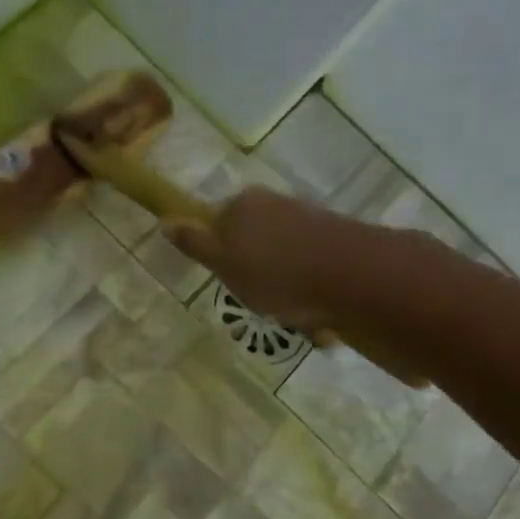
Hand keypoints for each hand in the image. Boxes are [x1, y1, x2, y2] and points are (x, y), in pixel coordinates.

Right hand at [165, 187, 436, 385]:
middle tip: (259, 302)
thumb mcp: (224, 264)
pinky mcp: (334, 238)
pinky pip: (308, 267)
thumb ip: (196, 243)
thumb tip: (166, 220)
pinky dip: (308, 290)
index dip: (220, 258)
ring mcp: (306, 219)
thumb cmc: (276, 274)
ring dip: (283, 287)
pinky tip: (316, 312)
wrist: (353, 277)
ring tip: (292, 314)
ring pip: (281, 258)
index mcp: (242, 205)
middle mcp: (273, 204)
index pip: (217, 227)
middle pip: (251, 242)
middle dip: (255, 273)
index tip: (230, 282)